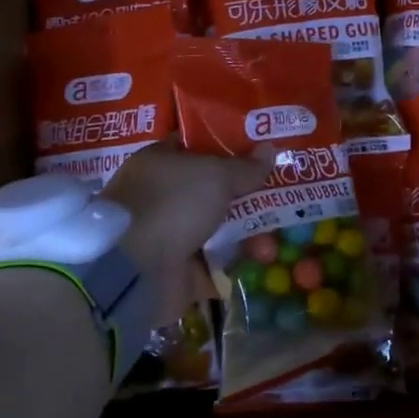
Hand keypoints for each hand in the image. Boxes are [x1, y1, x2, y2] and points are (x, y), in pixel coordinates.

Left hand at [104, 140, 271, 329]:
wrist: (135, 269)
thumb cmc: (172, 204)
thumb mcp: (216, 175)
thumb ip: (245, 166)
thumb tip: (270, 149)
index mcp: (161, 162)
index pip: (198, 147)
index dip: (229, 147)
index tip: (262, 151)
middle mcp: (163, 196)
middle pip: (214, 191)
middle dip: (248, 197)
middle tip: (283, 197)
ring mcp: (170, 234)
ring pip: (219, 228)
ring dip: (249, 234)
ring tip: (273, 239)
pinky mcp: (179, 270)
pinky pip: (217, 262)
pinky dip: (238, 262)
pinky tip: (263, 260)